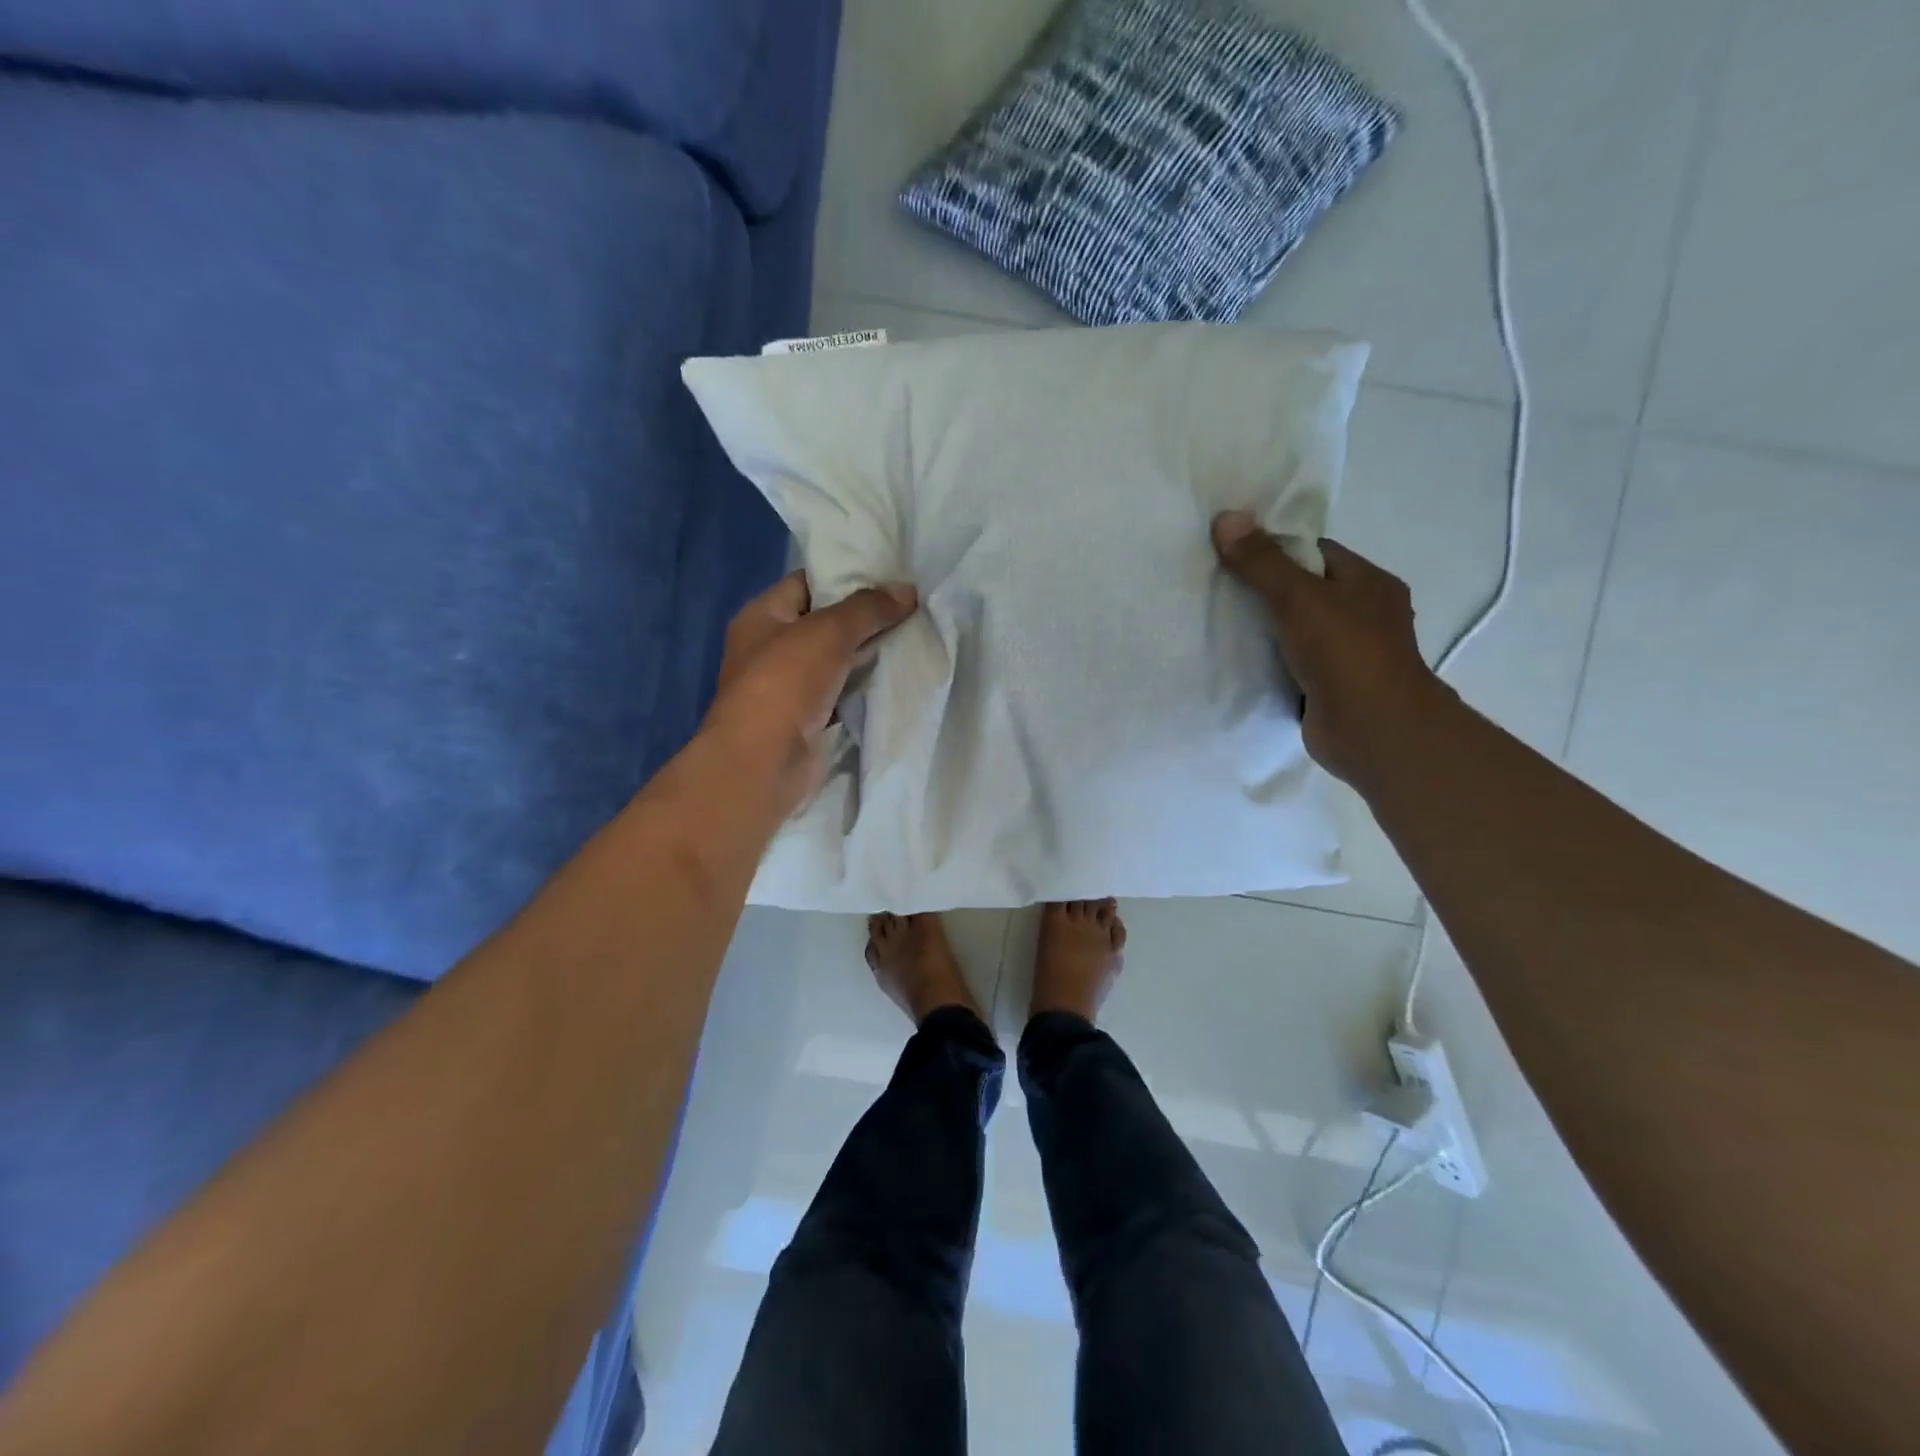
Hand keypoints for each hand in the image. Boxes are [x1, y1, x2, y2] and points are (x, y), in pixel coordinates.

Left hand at [700, 571, 918, 818]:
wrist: (764, 762)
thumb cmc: (785, 683)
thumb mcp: (828, 632)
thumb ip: (868, 608)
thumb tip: (907, 591)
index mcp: (762, 615)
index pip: (807, 582)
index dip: (846, 576)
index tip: (890, 575)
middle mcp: (771, 647)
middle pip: (824, 622)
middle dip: (865, 617)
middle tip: (911, 607)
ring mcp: (788, 686)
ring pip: (837, 660)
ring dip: (869, 654)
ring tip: (913, 636)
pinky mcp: (808, 719)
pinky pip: (842, 693)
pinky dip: (865, 687)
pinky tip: (898, 676)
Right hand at [1212, 511, 1449, 788]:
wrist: (1373, 731)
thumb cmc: (1346, 653)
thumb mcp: (1299, 597)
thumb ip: (1262, 562)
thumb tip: (1226, 517)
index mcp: (1369, 583)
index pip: (1316, 553)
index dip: (1275, 550)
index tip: (1234, 555)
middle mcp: (1364, 615)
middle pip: (1304, 592)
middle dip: (1264, 591)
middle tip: (1216, 588)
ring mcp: (1348, 655)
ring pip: (1296, 630)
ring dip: (1264, 631)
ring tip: (1217, 623)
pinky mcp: (1329, 688)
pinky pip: (1291, 664)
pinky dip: (1268, 663)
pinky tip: (1235, 661)